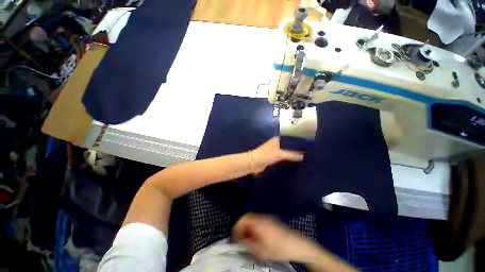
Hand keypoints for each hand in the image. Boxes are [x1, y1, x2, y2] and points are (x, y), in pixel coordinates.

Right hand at [232, 213, 316, 261]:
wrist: (296, 244)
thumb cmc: (277, 248)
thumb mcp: (260, 250)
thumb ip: (248, 244)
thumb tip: (240, 241)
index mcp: (258, 222)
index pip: (243, 219)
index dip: (237, 227)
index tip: (235, 238)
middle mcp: (262, 217)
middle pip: (248, 218)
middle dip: (242, 228)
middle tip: (240, 239)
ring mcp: (268, 218)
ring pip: (254, 220)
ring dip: (249, 228)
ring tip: (248, 240)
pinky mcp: (272, 220)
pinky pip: (260, 221)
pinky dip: (255, 228)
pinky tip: (257, 237)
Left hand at [250, 137, 303, 173]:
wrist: (253, 163)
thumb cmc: (266, 155)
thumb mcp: (279, 154)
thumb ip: (291, 155)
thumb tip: (303, 156)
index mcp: (277, 139)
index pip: (290, 139)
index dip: (297, 141)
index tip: (307, 145)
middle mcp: (276, 143)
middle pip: (288, 145)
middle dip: (296, 148)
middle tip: (307, 153)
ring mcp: (274, 150)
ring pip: (286, 151)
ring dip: (292, 154)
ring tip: (304, 157)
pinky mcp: (273, 157)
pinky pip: (283, 157)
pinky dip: (288, 158)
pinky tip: (294, 162)